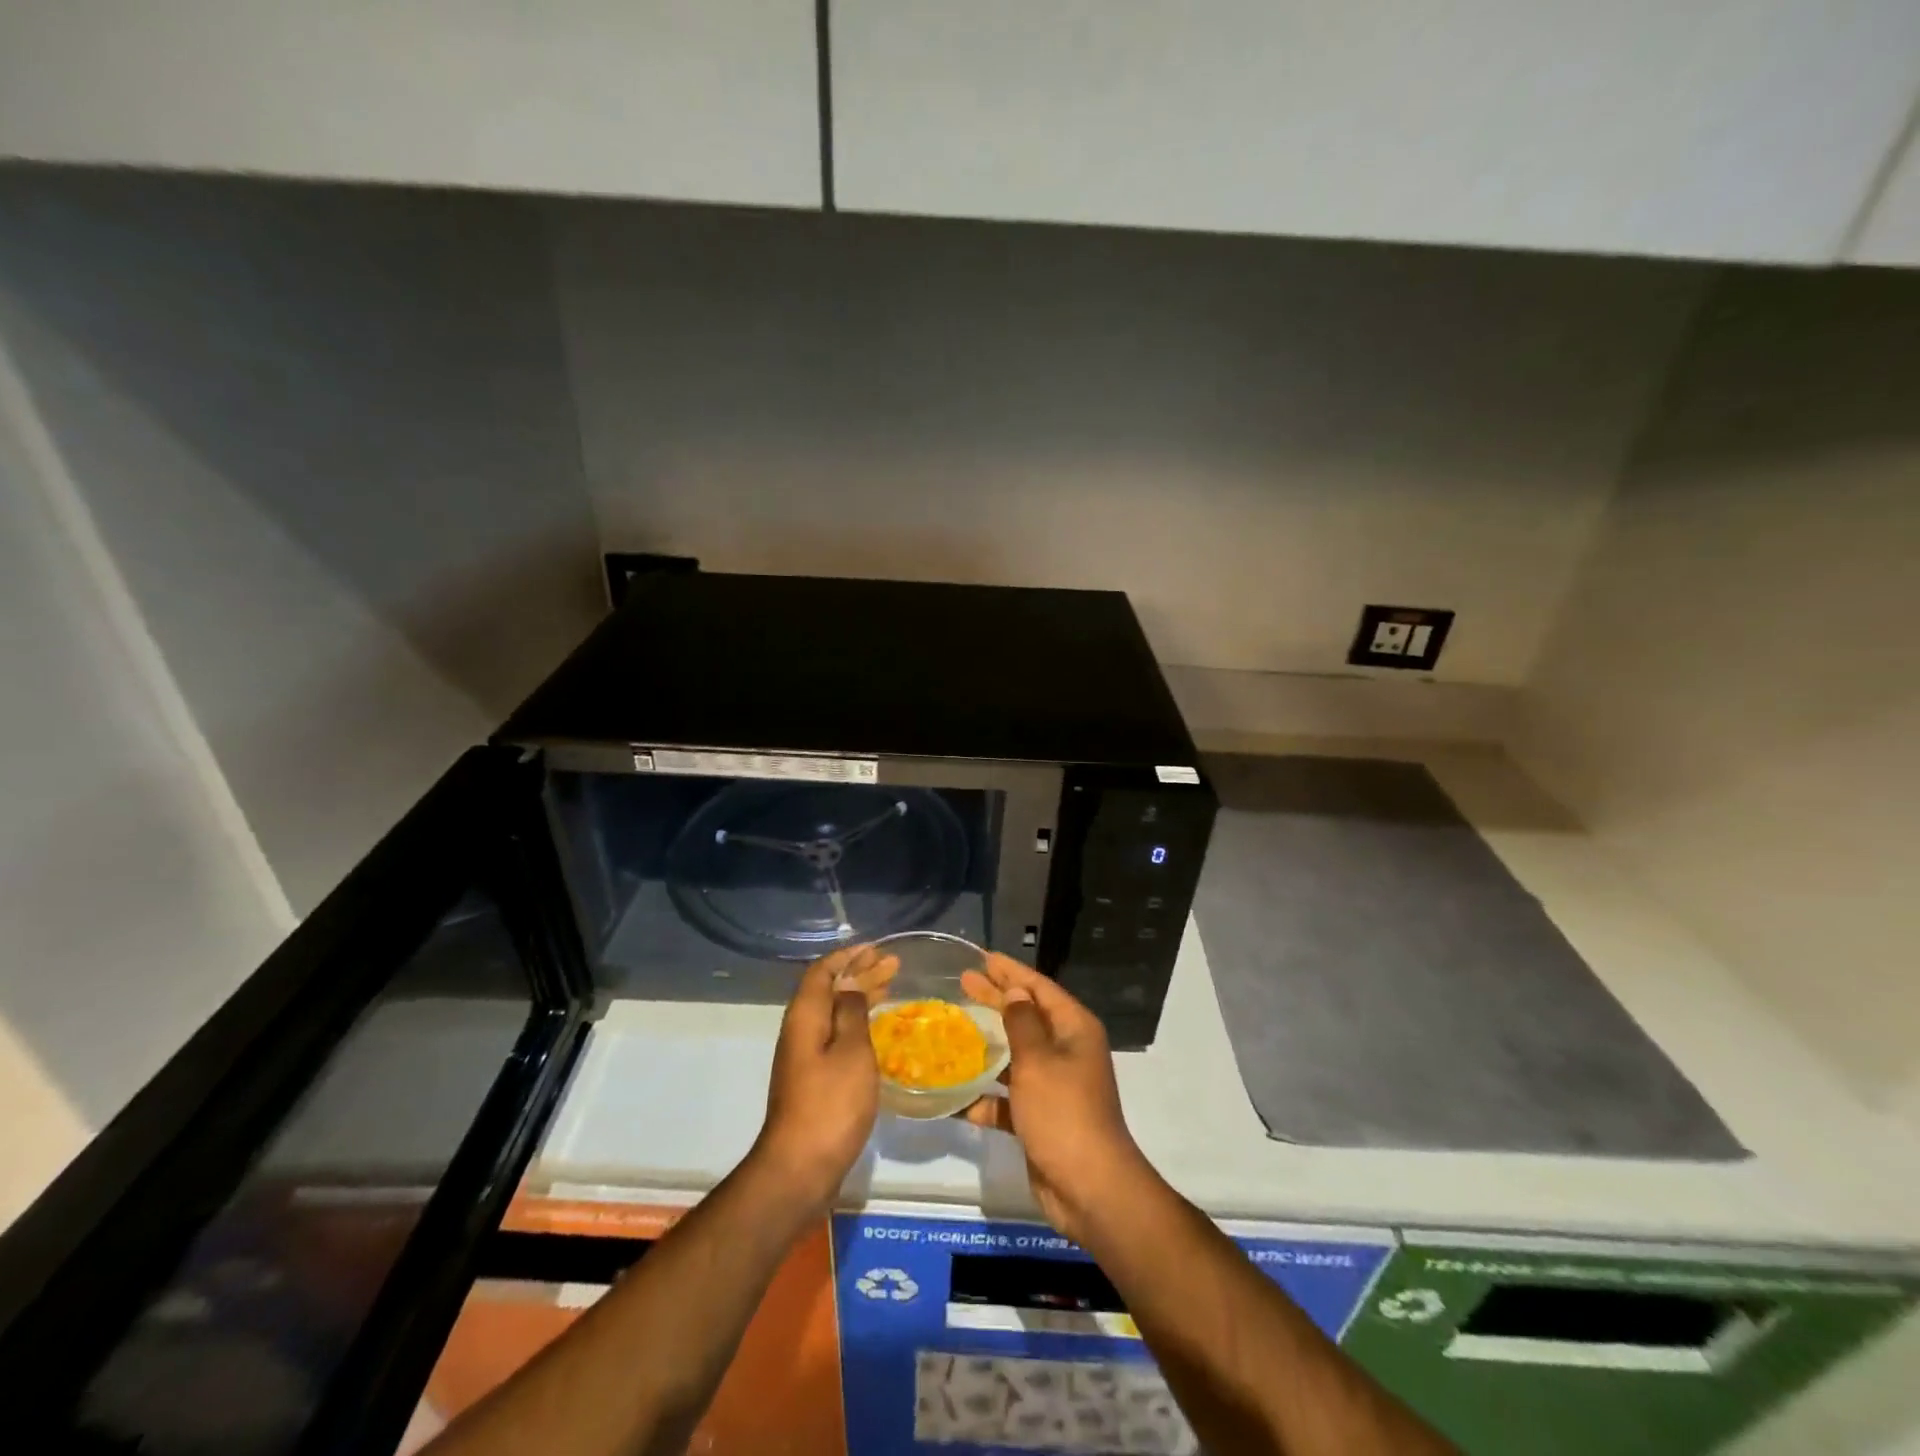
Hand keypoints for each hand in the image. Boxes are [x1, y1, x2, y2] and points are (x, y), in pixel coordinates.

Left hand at [753, 943, 898, 1210]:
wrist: (800, 1168)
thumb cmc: (831, 1104)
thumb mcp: (850, 1051)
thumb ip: (851, 1012)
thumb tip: (849, 986)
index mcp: (805, 1017)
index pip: (822, 971)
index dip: (848, 956)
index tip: (876, 950)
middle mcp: (800, 1031)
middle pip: (828, 990)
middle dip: (859, 974)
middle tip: (893, 965)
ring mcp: (804, 1058)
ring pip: (833, 1014)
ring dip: (859, 997)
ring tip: (889, 988)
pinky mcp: (813, 1081)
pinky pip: (836, 1037)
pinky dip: (856, 1023)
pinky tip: (876, 1031)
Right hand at [960, 955, 1151, 1242]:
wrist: (1089, 1189)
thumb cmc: (1063, 1113)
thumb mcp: (1038, 1061)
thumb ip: (1022, 1023)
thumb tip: (1016, 992)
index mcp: (1073, 1029)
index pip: (1039, 988)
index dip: (1011, 972)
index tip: (982, 957)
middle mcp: (1066, 1051)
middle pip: (1025, 1017)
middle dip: (994, 1000)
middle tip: (961, 983)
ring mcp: (1054, 1086)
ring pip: (1015, 1057)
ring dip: (986, 1048)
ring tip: (951, 1032)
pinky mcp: (1040, 1117)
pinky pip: (1008, 1099)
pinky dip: (986, 1097)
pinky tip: (957, 1098)